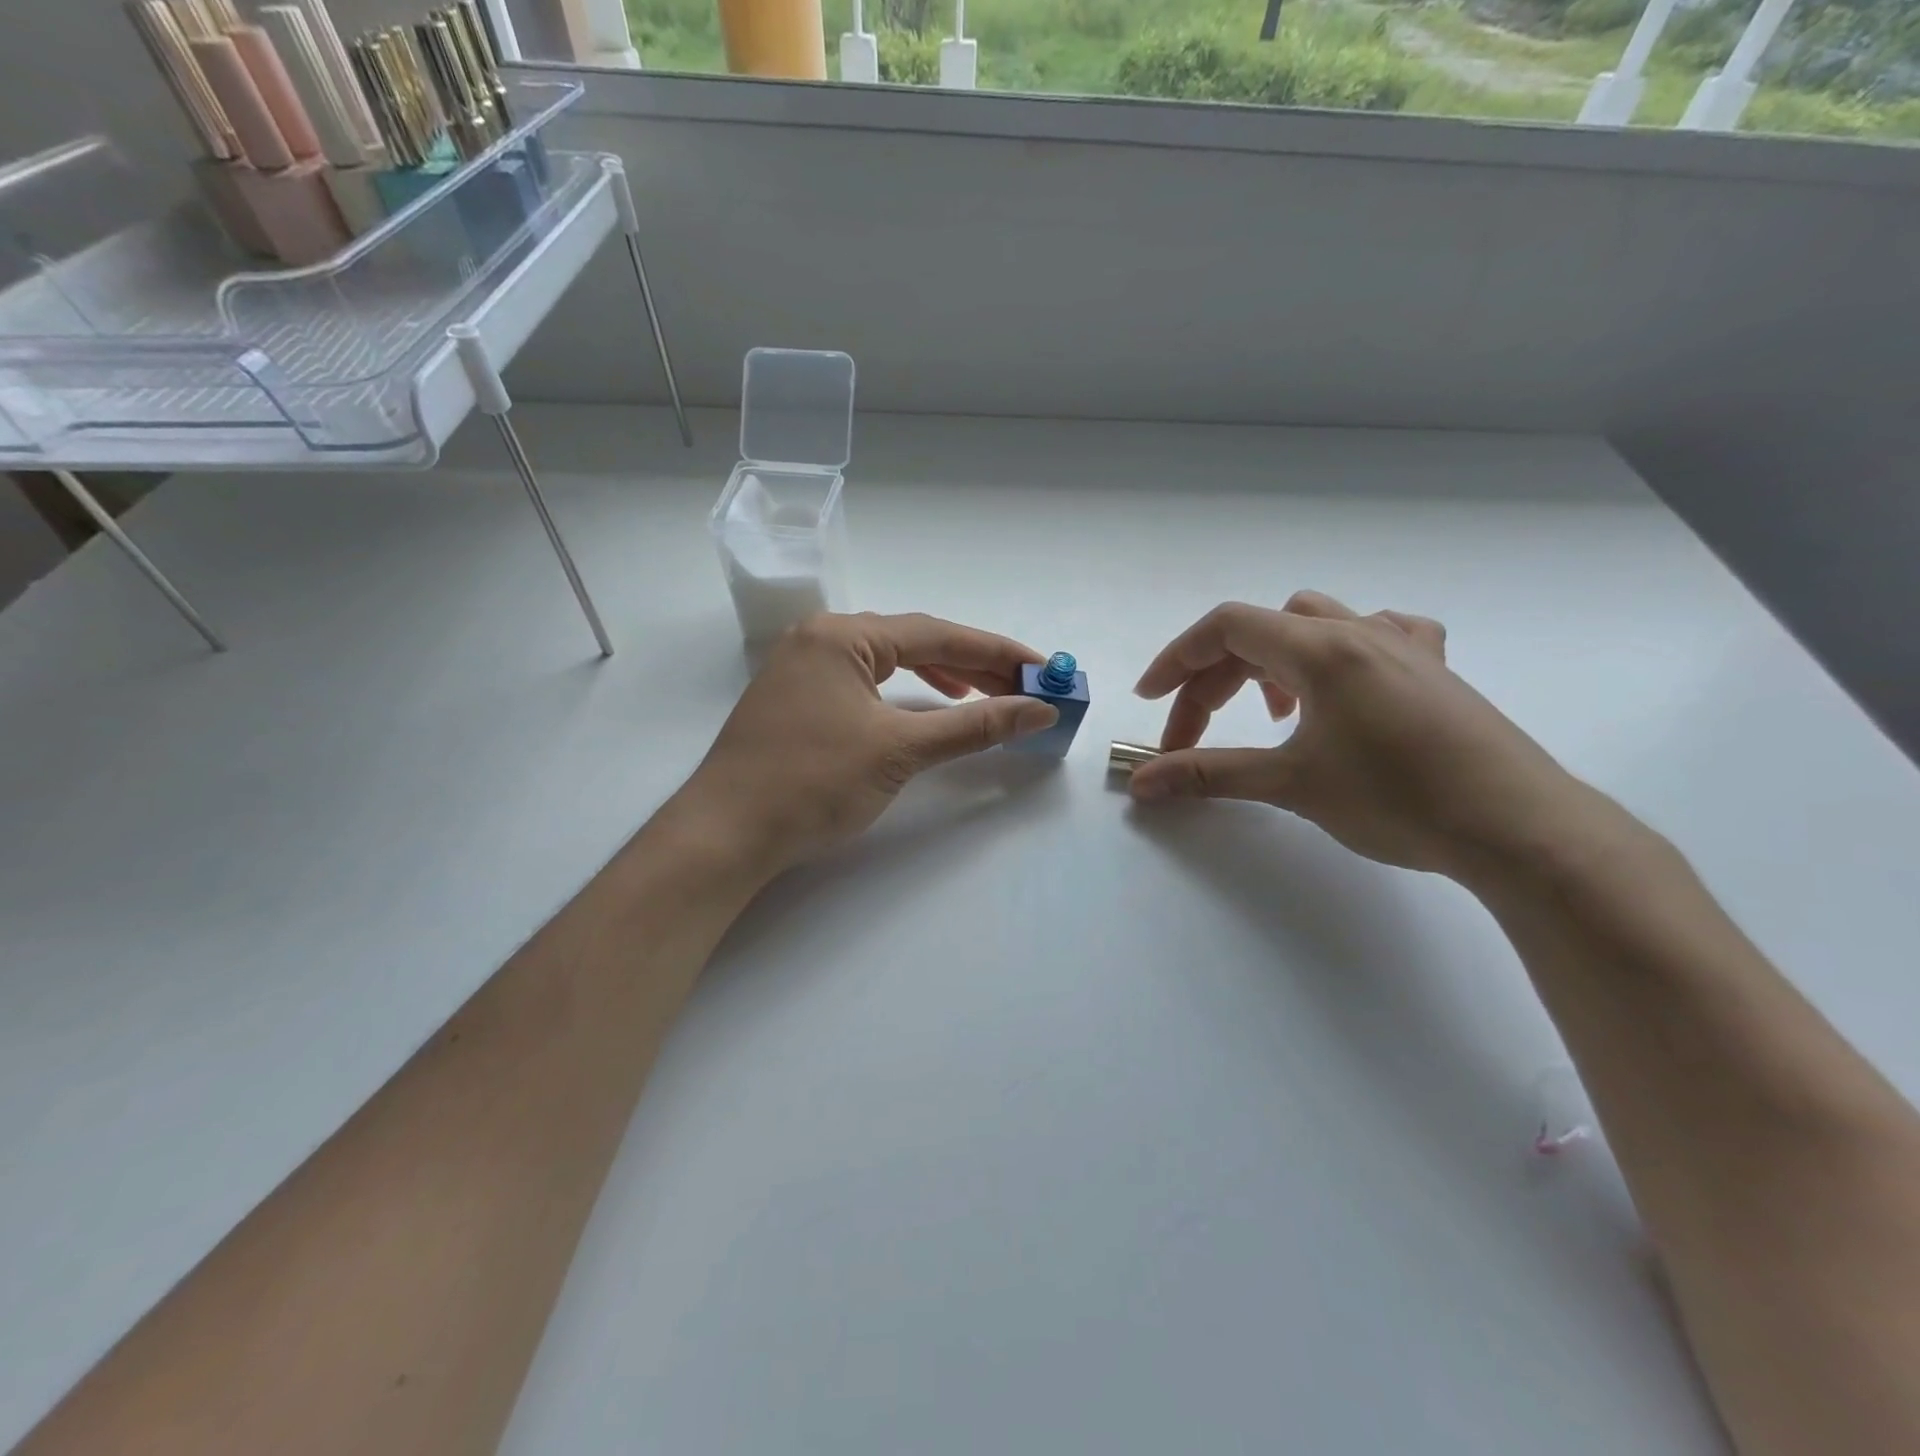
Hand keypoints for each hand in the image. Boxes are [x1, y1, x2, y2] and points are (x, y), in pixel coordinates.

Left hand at [673, 612, 1057, 874]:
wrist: (726, 834)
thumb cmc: (813, 783)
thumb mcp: (900, 750)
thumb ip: (974, 725)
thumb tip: (1039, 711)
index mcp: (843, 635)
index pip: (937, 634)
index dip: (997, 652)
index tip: (1043, 669)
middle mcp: (822, 638)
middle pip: (914, 643)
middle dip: (973, 666)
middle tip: (1022, 689)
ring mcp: (804, 668)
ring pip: (889, 662)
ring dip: (940, 678)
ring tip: (984, 696)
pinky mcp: (798, 699)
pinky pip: (865, 683)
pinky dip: (903, 694)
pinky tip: (924, 708)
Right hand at [1129, 593, 1589, 880]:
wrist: (1520, 829)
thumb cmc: (1399, 800)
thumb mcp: (1292, 785)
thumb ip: (1209, 775)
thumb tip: (1142, 783)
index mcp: (1323, 649)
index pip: (1227, 627)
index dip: (1177, 659)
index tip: (1149, 700)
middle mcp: (1360, 632)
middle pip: (1261, 632)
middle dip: (1215, 681)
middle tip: (1195, 737)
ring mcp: (1403, 646)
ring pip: (1315, 624)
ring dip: (1271, 661)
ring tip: (1268, 712)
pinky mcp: (1434, 670)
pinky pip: (1374, 634)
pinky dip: (1336, 653)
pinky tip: (1341, 688)